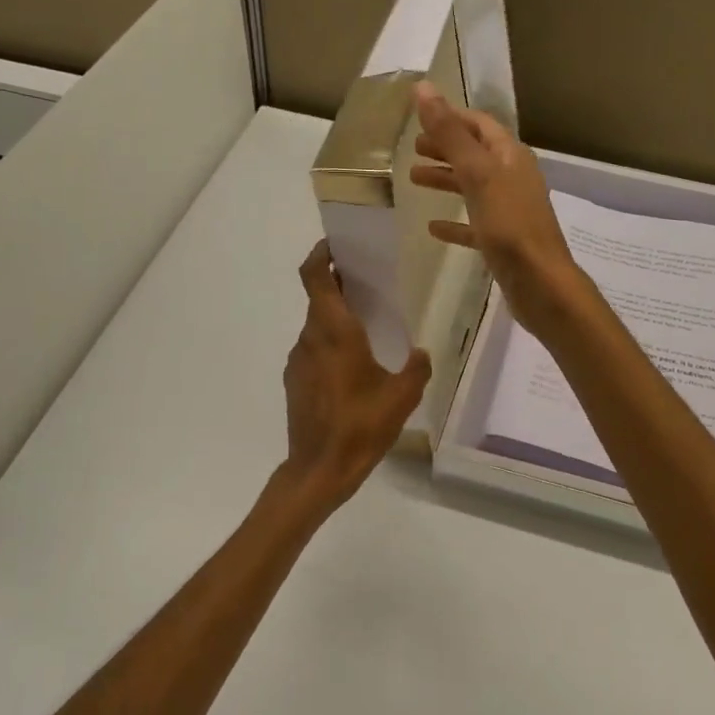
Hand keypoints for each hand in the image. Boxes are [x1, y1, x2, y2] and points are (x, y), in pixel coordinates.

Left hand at [280, 241, 431, 511]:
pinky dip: (328, 347)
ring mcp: (298, 360)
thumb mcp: (402, 396)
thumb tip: (420, 353)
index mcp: (335, 332)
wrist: (320, 468)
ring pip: (316, 327)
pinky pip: (312, 351)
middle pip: (318, 299)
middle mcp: (311, 338)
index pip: (315, 277)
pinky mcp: (294, 381)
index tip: (336, 246)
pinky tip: (351, 370)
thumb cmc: (362, 426)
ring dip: (335, 321)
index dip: (320, 255)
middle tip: (367, 286)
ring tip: (365, 332)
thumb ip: (416, 368)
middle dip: (338, 287)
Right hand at [410, 81, 583, 337]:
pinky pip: (474, 224)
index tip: (421, 118)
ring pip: (472, 188)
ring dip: (445, 181)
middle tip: (413, 149)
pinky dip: (454, 223)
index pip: (480, 125)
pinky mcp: (503, 242)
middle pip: (475, 155)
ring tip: (414, 180)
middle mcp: (513, 179)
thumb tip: (423, 88)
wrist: (540, 283)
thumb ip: (450, 134)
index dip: (452, 118)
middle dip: (446, 148)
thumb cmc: (510, 225)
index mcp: (511, 157)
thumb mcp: (477, 174)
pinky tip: (432, 228)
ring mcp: (509, 211)